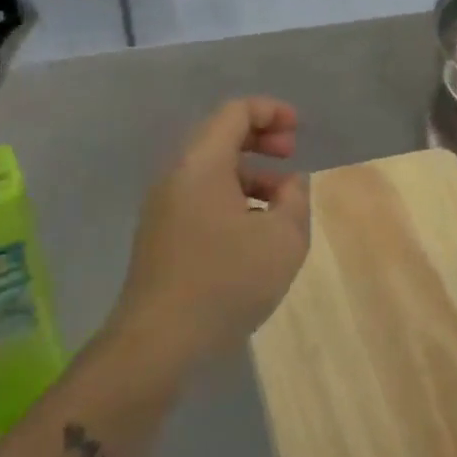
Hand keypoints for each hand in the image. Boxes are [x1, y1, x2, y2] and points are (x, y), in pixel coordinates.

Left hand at [110, 98, 310, 369]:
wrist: (157, 344)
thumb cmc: (226, 280)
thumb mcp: (283, 238)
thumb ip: (296, 199)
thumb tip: (289, 184)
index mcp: (202, 163)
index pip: (235, 112)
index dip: (271, 112)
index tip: (298, 131)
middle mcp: (177, 176)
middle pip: (220, 136)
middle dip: (261, 139)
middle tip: (291, 155)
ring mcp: (164, 208)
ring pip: (212, 170)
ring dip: (250, 173)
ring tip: (282, 202)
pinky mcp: (162, 237)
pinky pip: (202, 198)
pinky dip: (234, 198)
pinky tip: (255, 233)